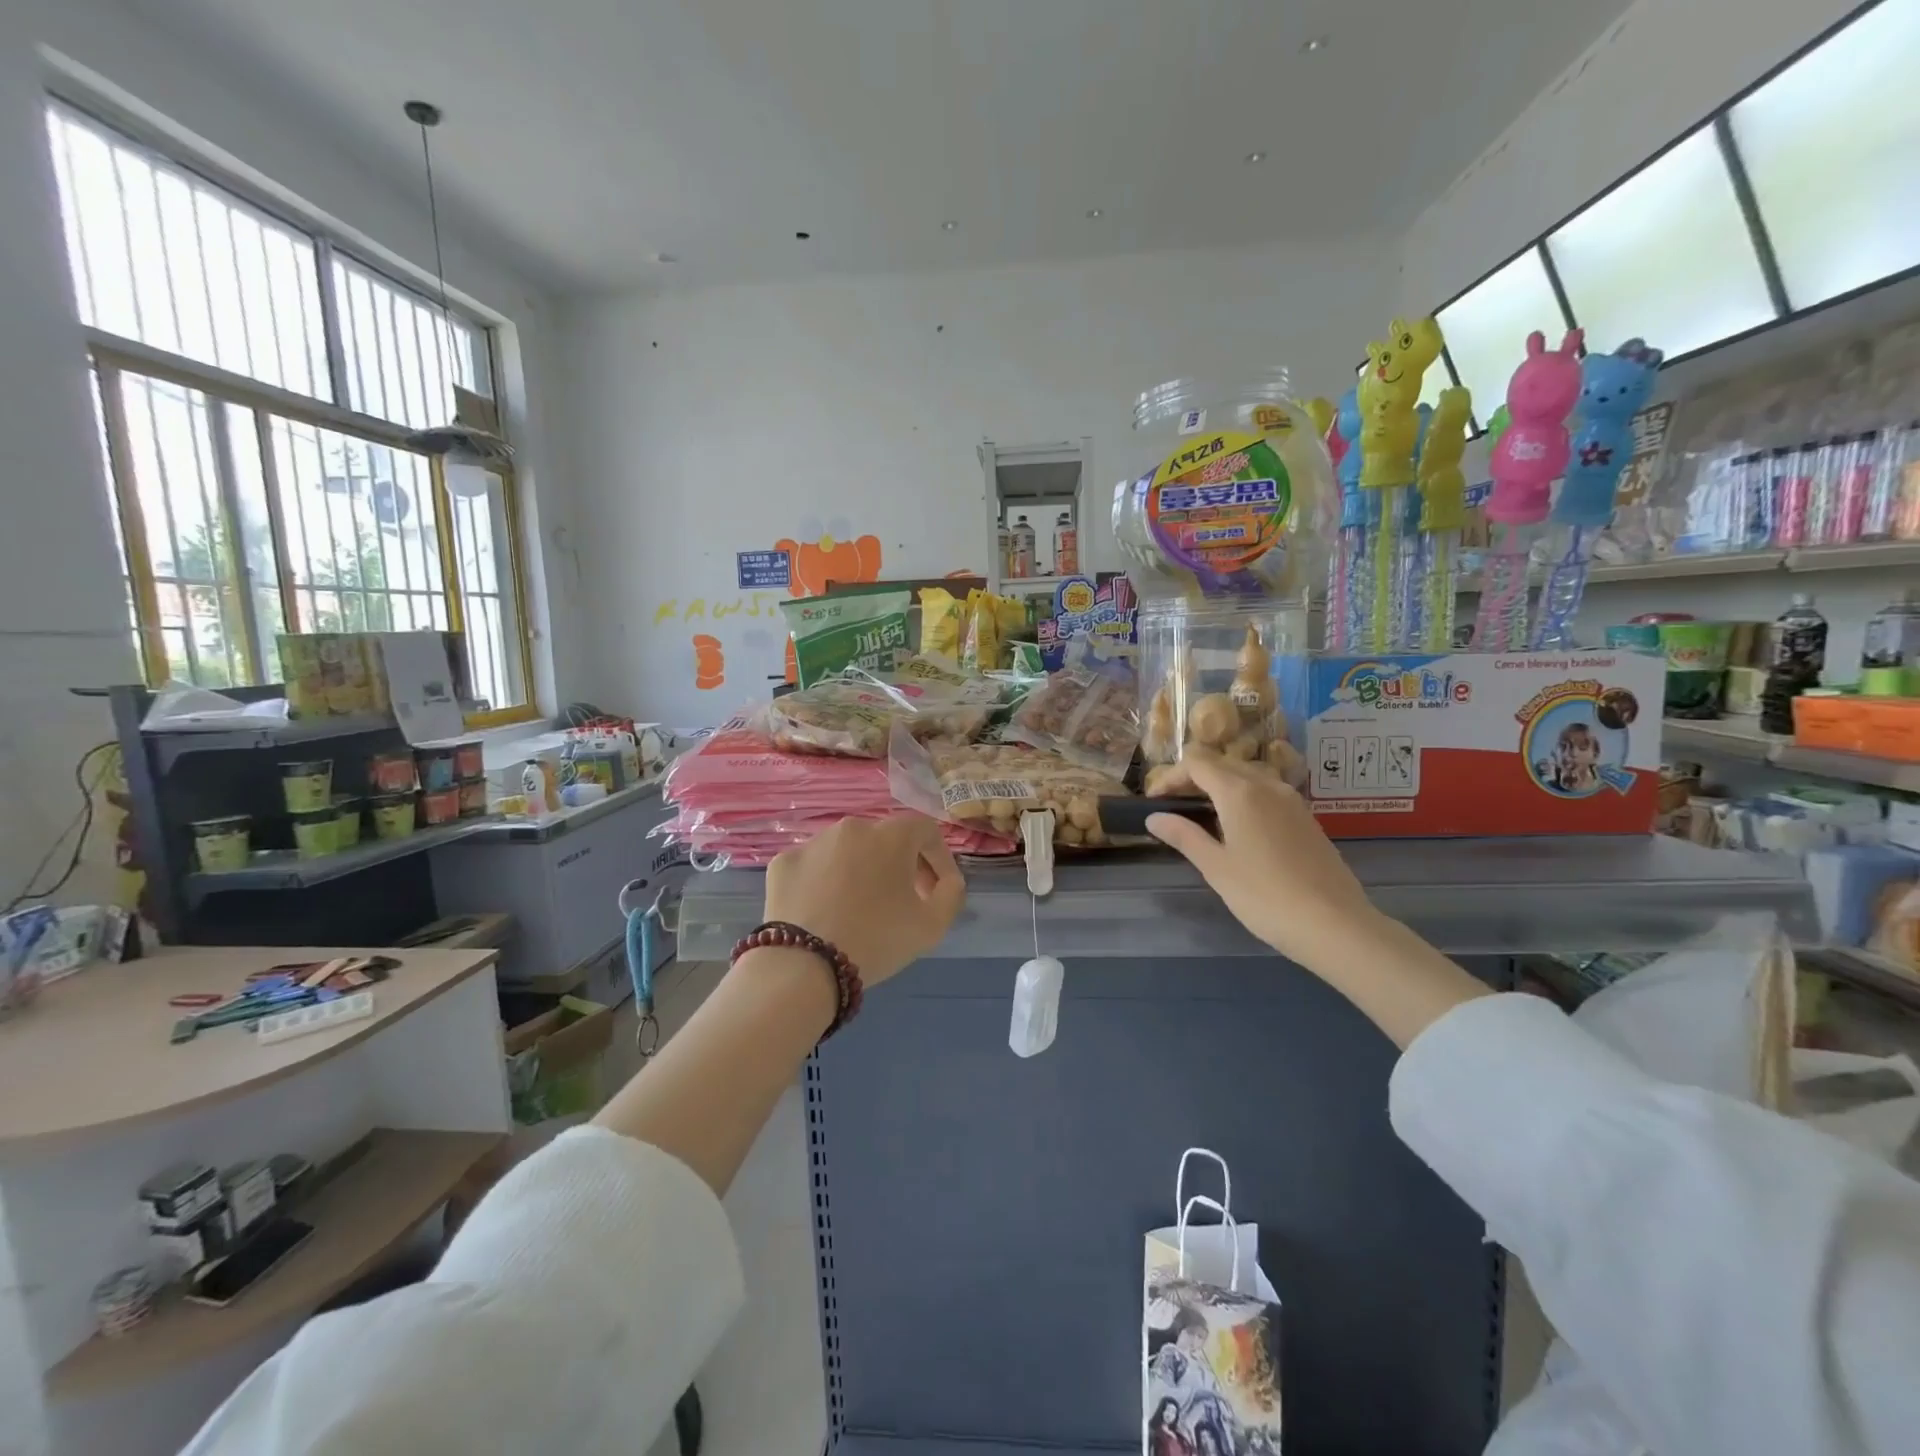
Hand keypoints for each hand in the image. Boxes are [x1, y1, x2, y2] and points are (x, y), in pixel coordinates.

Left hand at [764, 813, 965, 985]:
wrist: (804, 965)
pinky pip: (813, 866)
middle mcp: (851, 827)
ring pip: (847, 851)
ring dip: (861, 870)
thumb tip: (947, 881)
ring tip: (861, 906)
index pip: (926, 831)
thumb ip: (951, 894)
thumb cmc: (877, 940)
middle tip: (904, 900)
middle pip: (885, 839)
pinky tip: (825, 911)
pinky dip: (824, 882)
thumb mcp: (932, 925)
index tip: (937, 890)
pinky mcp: (783, 863)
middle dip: (901, 865)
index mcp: (891, 835)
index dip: (939, 858)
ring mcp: (813, 842)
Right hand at [1146, 747, 1379, 972]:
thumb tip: (1154, 817)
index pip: (1197, 763)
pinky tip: (1239, 829)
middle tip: (1174, 807)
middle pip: (1223, 763)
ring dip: (1221, 786)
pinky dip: (1244, 798)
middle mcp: (1267, 785)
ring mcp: (1292, 800)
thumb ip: (1184, 836)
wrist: (1334, 924)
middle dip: (1194, 778)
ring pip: (1248, 776)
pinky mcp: (1307, 818)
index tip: (1154, 801)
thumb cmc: (1265, 895)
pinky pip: (1267, 793)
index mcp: (1239, 792)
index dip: (1170, 777)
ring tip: (1203, 816)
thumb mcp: (1216, 867)